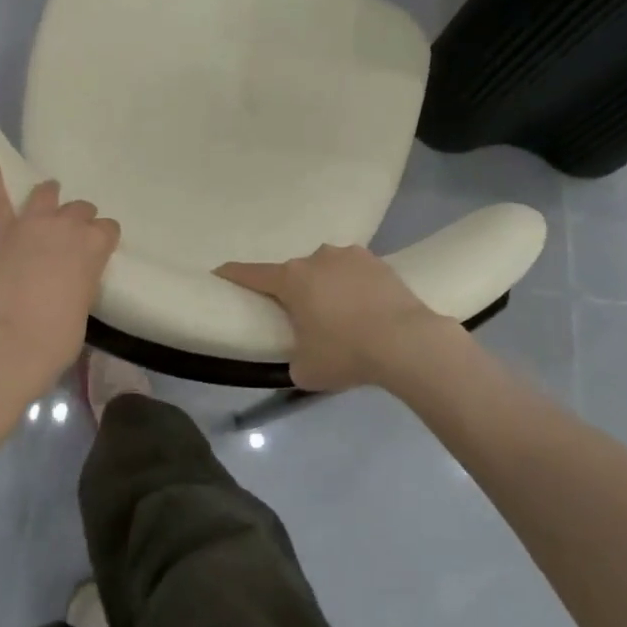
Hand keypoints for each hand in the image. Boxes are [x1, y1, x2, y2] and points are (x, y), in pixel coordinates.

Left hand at [0, 157, 120, 394]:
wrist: (15, 341)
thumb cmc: (59, 335)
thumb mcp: (85, 304)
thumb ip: (83, 278)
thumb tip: (72, 275)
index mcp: (95, 245)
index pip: (108, 229)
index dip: (102, 240)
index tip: (96, 252)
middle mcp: (67, 225)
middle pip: (80, 210)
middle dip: (79, 220)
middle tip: (70, 239)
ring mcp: (31, 224)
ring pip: (45, 194)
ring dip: (49, 195)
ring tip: (49, 196)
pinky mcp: (0, 232)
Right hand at [217, 245, 444, 391]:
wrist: (407, 342)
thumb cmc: (346, 353)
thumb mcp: (306, 370)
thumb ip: (294, 357)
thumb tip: (302, 355)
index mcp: (291, 279)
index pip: (252, 274)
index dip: (232, 274)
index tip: (219, 272)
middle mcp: (316, 258)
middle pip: (295, 274)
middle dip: (296, 292)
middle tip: (305, 320)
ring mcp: (350, 256)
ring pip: (327, 270)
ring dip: (328, 287)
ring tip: (343, 316)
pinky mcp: (379, 262)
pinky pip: (356, 274)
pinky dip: (355, 288)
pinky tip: (367, 310)